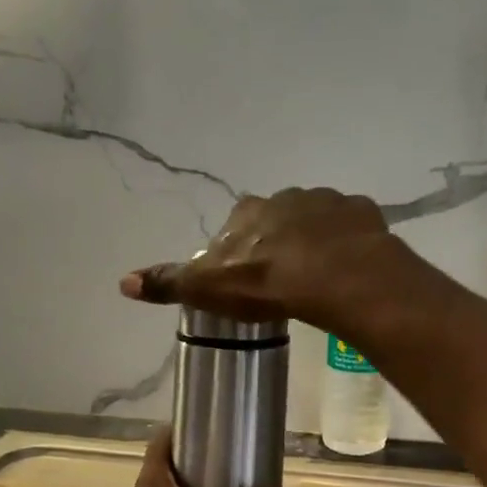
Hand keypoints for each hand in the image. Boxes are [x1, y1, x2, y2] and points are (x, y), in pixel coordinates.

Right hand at [118, 188, 397, 336]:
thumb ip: (170, 283)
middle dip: (275, 242)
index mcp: (249, 212)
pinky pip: (350, 228)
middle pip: (275, 220)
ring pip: (314, 221)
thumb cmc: (269, 284)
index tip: (243, 278)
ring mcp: (329, 202)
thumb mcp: (210, 289)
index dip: (237, 251)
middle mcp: (286, 197)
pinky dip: (346, 243)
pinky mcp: (363, 214)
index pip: (235, 227)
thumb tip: (123, 282)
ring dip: (312, 241)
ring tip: (316, 276)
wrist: (340, 278)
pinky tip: (346, 268)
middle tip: (280, 278)